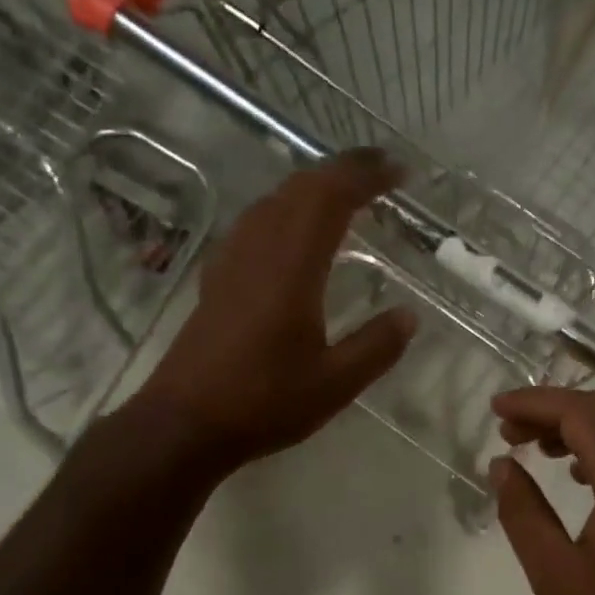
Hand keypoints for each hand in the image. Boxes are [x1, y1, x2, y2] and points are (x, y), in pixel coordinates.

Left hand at [139, 150, 416, 469]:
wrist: (185, 423)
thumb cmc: (263, 402)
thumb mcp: (335, 384)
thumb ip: (376, 346)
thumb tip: (409, 316)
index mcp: (292, 266)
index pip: (331, 197)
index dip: (367, 175)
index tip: (400, 172)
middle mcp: (258, 249)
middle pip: (300, 187)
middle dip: (342, 171)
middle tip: (381, 173)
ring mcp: (232, 261)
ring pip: (273, 201)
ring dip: (312, 188)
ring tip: (346, 196)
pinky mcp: (217, 279)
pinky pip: (256, 223)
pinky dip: (287, 211)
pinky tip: (295, 235)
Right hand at [491, 387, 594, 594]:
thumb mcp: (555, 574)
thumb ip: (523, 514)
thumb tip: (502, 466)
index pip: (579, 412)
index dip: (534, 403)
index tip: (497, 407)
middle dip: (555, 410)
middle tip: (510, 432)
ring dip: (585, 425)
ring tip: (542, 448)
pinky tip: (586, 474)